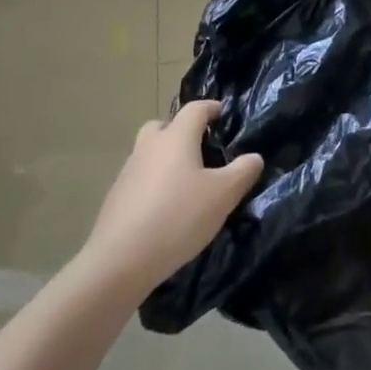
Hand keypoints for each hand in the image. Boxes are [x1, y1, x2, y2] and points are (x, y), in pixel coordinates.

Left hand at [80, 101, 263, 298]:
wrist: (120, 261)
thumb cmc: (178, 217)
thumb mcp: (223, 195)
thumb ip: (243, 172)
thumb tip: (254, 157)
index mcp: (176, 137)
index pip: (196, 108)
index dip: (212, 108)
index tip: (223, 115)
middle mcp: (150, 146)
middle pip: (164, 125)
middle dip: (181, 131)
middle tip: (200, 149)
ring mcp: (128, 171)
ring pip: (149, 152)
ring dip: (165, 159)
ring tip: (185, 184)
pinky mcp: (116, 198)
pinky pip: (139, 179)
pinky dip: (152, 184)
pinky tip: (165, 210)